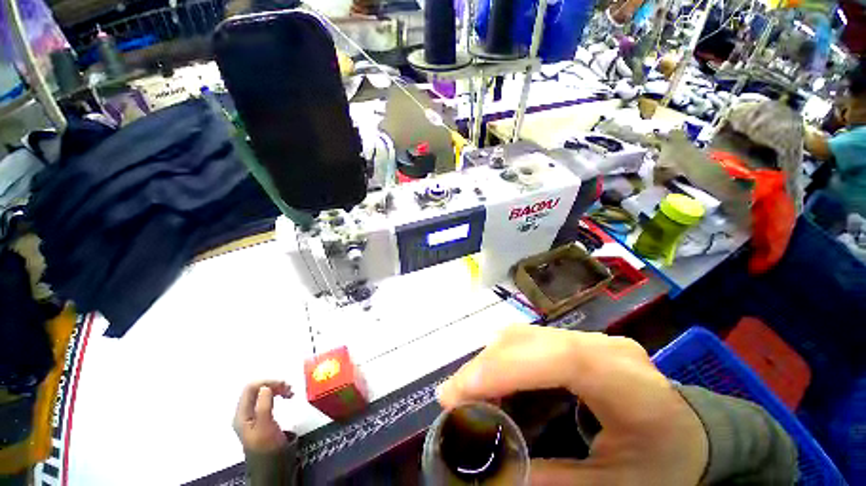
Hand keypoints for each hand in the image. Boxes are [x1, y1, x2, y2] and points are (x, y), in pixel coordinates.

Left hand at [233, 381, 293, 453]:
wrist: (271, 468)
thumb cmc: (267, 448)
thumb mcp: (265, 427)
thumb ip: (263, 406)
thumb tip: (265, 386)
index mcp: (242, 414)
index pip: (251, 388)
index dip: (268, 382)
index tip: (285, 386)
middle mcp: (245, 413)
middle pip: (257, 389)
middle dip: (274, 385)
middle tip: (290, 389)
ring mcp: (252, 416)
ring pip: (263, 393)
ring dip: (277, 389)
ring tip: (290, 393)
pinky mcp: (261, 418)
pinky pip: (267, 399)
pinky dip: (277, 395)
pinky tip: (286, 398)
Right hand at [437, 325, 708, 485]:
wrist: (693, 436)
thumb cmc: (664, 466)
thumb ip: (549, 482)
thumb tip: (488, 476)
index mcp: (626, 380)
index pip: (559, 358)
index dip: (505, 368)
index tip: (459, 392)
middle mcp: (603, 346)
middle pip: (528, 340)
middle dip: (485, 366)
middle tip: (453, 398)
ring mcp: (588, 338)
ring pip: (523, 335)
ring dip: (490, 361)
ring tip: (469, 391)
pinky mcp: (575, 341)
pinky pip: (527, 340)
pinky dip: (502, 358)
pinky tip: (494, 381)